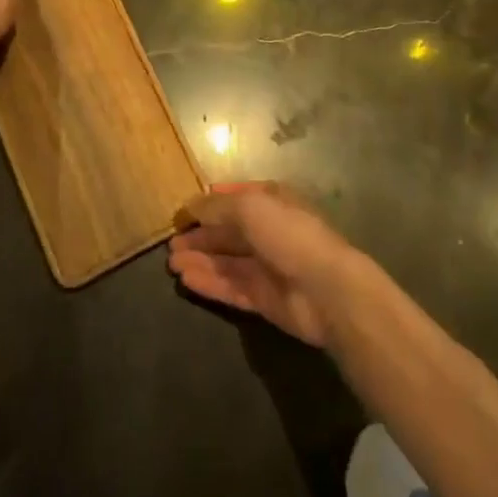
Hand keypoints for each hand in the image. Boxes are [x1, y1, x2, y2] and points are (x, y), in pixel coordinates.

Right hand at [168, 183, 367, 349]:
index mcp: (271, 201)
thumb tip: (191, 206)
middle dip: (200, 236)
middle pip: (228, 232)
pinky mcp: (263, 298)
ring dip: (200, 260)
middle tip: (171, 244)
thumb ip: (217, 206)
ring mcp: (266, 266)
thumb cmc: (289, 234)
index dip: (209, 203)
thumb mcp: (250, 206)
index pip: (235, 198)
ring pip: (226, 261)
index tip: (183, 212)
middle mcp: (268, 230)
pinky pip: (230, 287)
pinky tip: (186, 280)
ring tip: (172, 263)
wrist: (326, 288)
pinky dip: (209, 282)